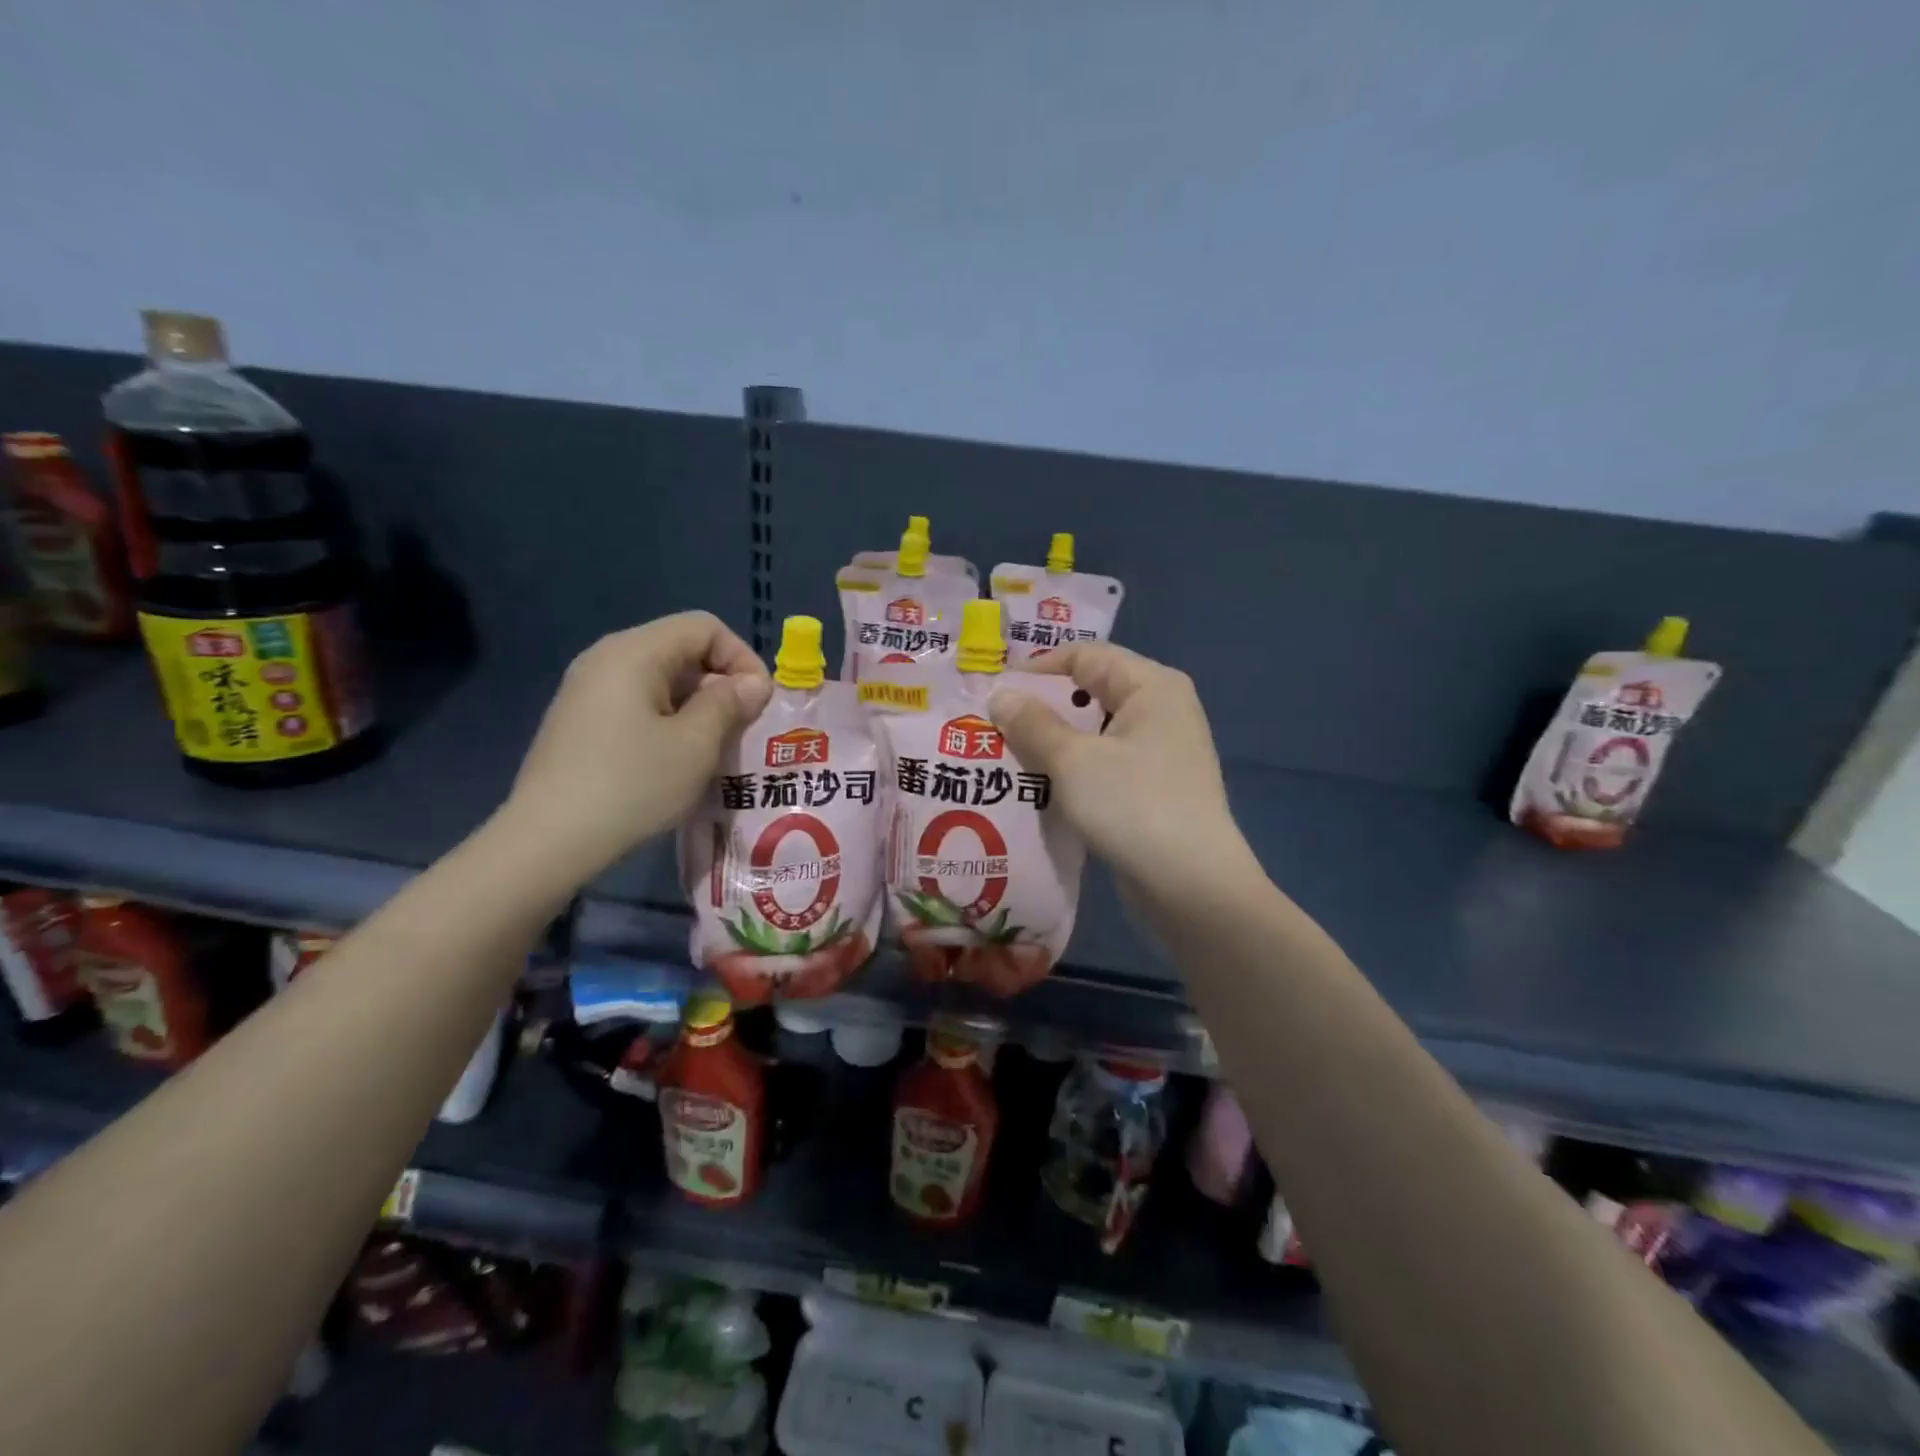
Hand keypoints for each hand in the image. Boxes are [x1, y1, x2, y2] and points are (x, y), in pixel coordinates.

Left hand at [500, 613, 771, 881]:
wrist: (549, 841)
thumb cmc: (632, 785)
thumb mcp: (695, 744)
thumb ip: (730, 703)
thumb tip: (753, 682)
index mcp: (634, 652)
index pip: (704, 627)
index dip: (741, 658)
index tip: (758, 703)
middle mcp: (606, 658)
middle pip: (681, 648)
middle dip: (721, 683)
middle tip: (741, 729)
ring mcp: (587, 689)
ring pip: (662, 679)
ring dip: (698, 705)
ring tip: (714, 747)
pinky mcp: (580, 720)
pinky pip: (638, 702)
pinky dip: (669, 719)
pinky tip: (675, 759)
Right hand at [989, 643, 1257, 898]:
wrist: (1192, 886)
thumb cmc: (1133, 806)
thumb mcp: (1073, 760)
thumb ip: (1033, 723)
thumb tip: (1001, 696)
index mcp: (1151, 685)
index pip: (1085, 655)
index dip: (1038, 668)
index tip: (995, 690)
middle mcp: (1162, 708)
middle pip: (1091, 690)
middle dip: (1042, 705)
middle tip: (995, 722)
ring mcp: (1162, 750)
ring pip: (1096, 730)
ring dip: (1054, 739)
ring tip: (1008, 753)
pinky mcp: (1155, 786)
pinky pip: (1105, 761)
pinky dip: (1074, 766)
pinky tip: (1041, 784)